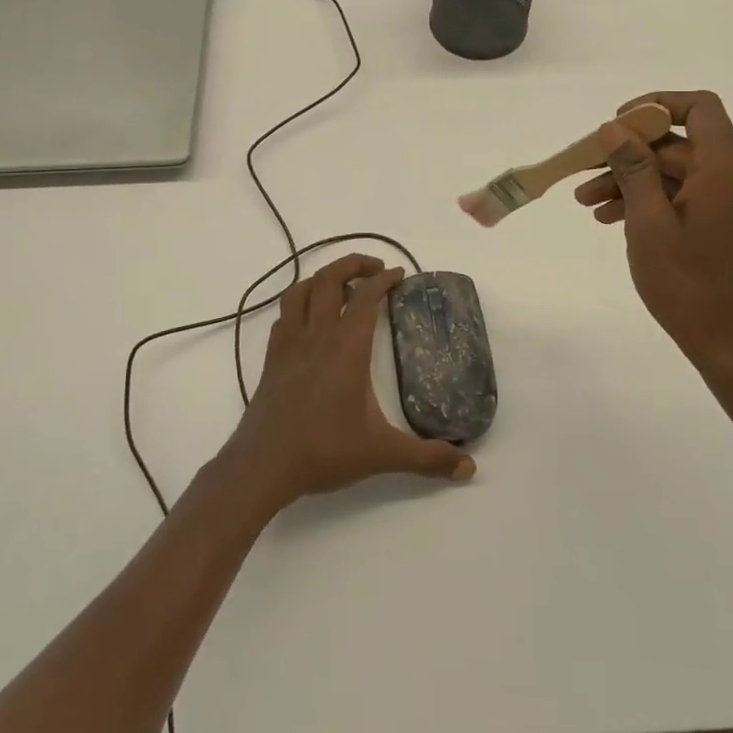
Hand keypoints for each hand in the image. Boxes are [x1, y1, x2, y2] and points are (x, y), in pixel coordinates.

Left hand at [228, 254, 475, 510]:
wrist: (262, 467)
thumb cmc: (324, 452)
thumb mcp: (382, 454)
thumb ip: (427, 458)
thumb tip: (469, 468)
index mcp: (347, 348)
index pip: (367, 297)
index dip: (384, 279)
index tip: (399, 274)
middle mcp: (317, 335)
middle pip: (330, 278)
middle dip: (353, 264)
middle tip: (375, 269)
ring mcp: (289, 344)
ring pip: (301, 291)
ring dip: (323, 279)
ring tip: (343, 287)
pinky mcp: (272, 359)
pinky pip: (284, 315)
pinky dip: (300, 304)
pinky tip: (311, 321)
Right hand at [574, 91, 732, 373]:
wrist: (730, 344)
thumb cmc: (688, 284)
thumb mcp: (649, 222)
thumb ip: (633, 168)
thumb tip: (614, 129)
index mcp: (724, 168)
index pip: (699, 107)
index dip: (657, 105)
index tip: (618, 124)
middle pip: (677, 143)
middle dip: (627, 154)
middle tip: (583, 171)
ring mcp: (729, 201)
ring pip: (674, 172)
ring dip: (630, 181)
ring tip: (586, 203)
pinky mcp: (722, 223)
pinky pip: (682, 196)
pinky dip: (648, 201)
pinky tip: (611, 218)